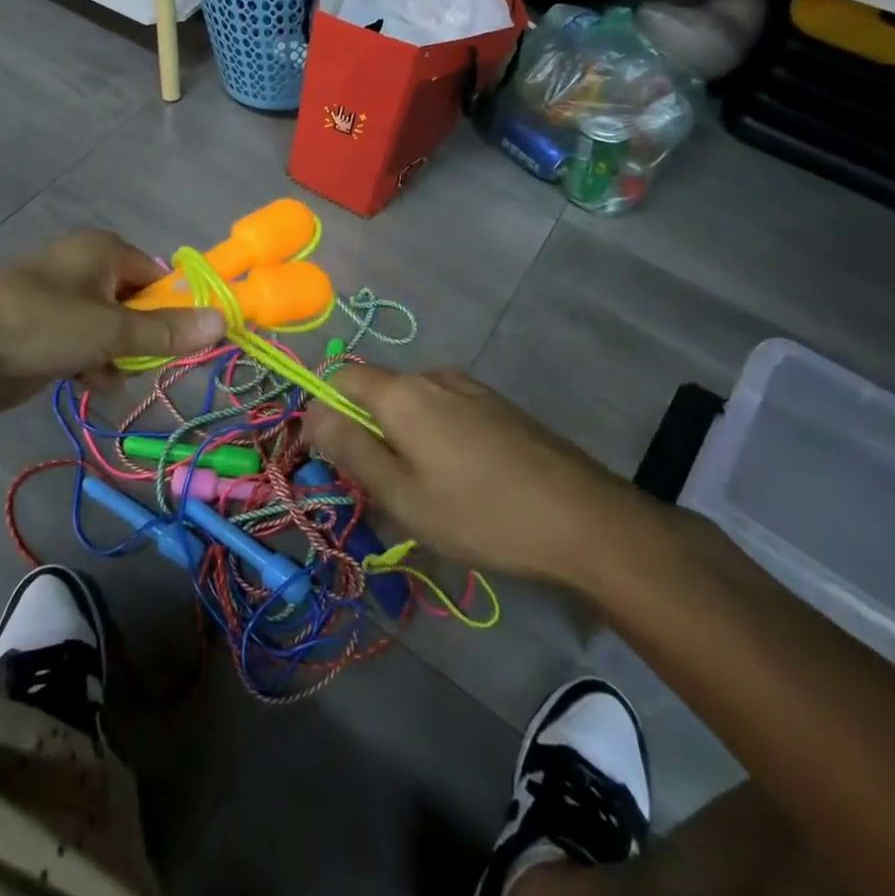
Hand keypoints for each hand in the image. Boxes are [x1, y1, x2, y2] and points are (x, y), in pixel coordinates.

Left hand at [0, 231, 226, 413]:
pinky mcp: (47, 330)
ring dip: (116, 358)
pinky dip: (90, 364)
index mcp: (105, 251)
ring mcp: (65, 300)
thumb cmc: (40, 326)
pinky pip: (87, 346)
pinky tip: (81, 380)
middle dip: (142, 340)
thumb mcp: (110, 330)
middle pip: (140, 307)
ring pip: (115, 332)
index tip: (186, 345)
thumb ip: (166, 330)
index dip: (177, 311)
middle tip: (137, 362)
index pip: (162, 279)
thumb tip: (222, 319)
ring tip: (101, 373)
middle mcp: (88, 269)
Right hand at [304, 366, 649, 583]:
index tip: (329, 457)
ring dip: (400, 436)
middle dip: (364, 430)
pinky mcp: (498, 406)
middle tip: (376, 486)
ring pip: (413, 403)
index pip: (340, 377)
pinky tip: (459, 481)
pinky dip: (434, 436)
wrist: (584, 519)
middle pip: (377, 391)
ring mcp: (471, 388)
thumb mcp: (402, 494)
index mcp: (402, 392)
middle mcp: (433, 375)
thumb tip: (310, 413)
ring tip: (421, 491)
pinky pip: (446, 411)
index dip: (324, 411)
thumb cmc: (480, 513)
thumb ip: (350, 448)